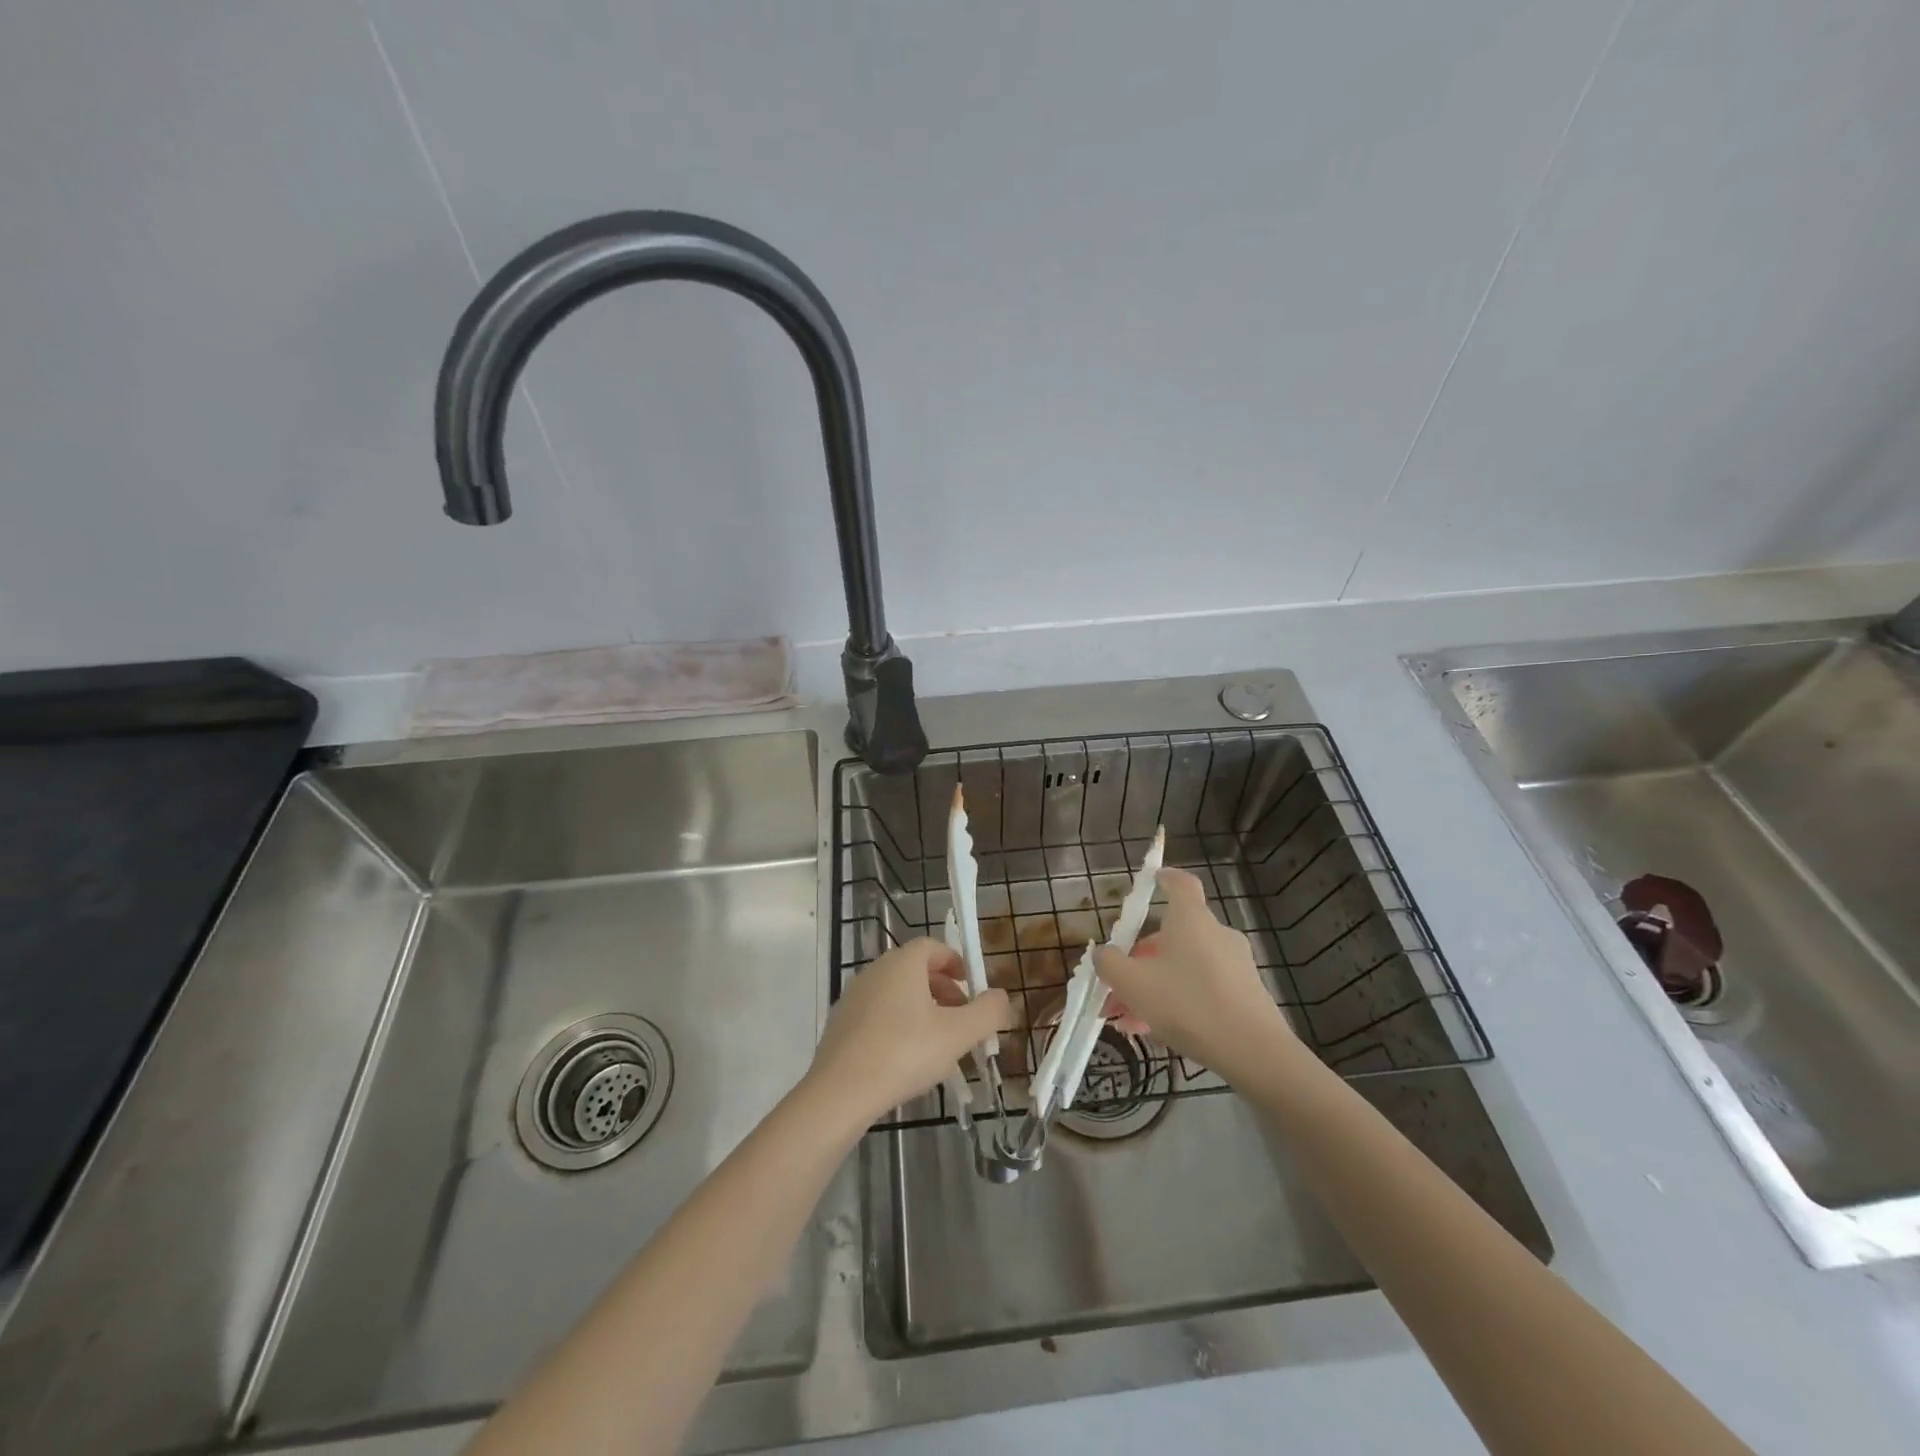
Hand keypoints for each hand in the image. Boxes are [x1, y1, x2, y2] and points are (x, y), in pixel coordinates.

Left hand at [804, 938, 1009, 1128]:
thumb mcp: (958, 1035)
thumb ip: (987, 1013)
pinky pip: (878, 1015)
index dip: (955, 962)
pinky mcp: (841, 1024)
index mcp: (902, 963)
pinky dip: (898, 1026)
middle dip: (943, 990)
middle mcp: (875, 971)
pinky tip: (907, 1060)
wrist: (840, 1092)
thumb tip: (1002, 997)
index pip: (932, 946)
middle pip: (915, 970)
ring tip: (939, 1044)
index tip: (971, 987)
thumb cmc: (904, 1053)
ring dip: (922, 1010)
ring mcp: (854, 997)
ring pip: (896, 994)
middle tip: (962, 1019)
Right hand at [1093, 867, 1300, 1083]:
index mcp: (1191, 919)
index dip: (1164, 878)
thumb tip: (1103, 953)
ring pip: (1183, 967)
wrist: (1254, 1052)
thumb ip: (1109, 963)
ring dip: (1153, 986)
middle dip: (1140, 959)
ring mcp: (1234, 965)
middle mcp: (1215, 934)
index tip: (1152, 880)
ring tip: (1127, 1019)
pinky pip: (1201, 988)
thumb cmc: (1187, 1004)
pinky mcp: (1245, 994)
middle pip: (1173, 935)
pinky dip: (1177, 1001)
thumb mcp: (1133, 984)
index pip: (1180, 883)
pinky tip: (1154, 1032)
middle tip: (1116, 986)